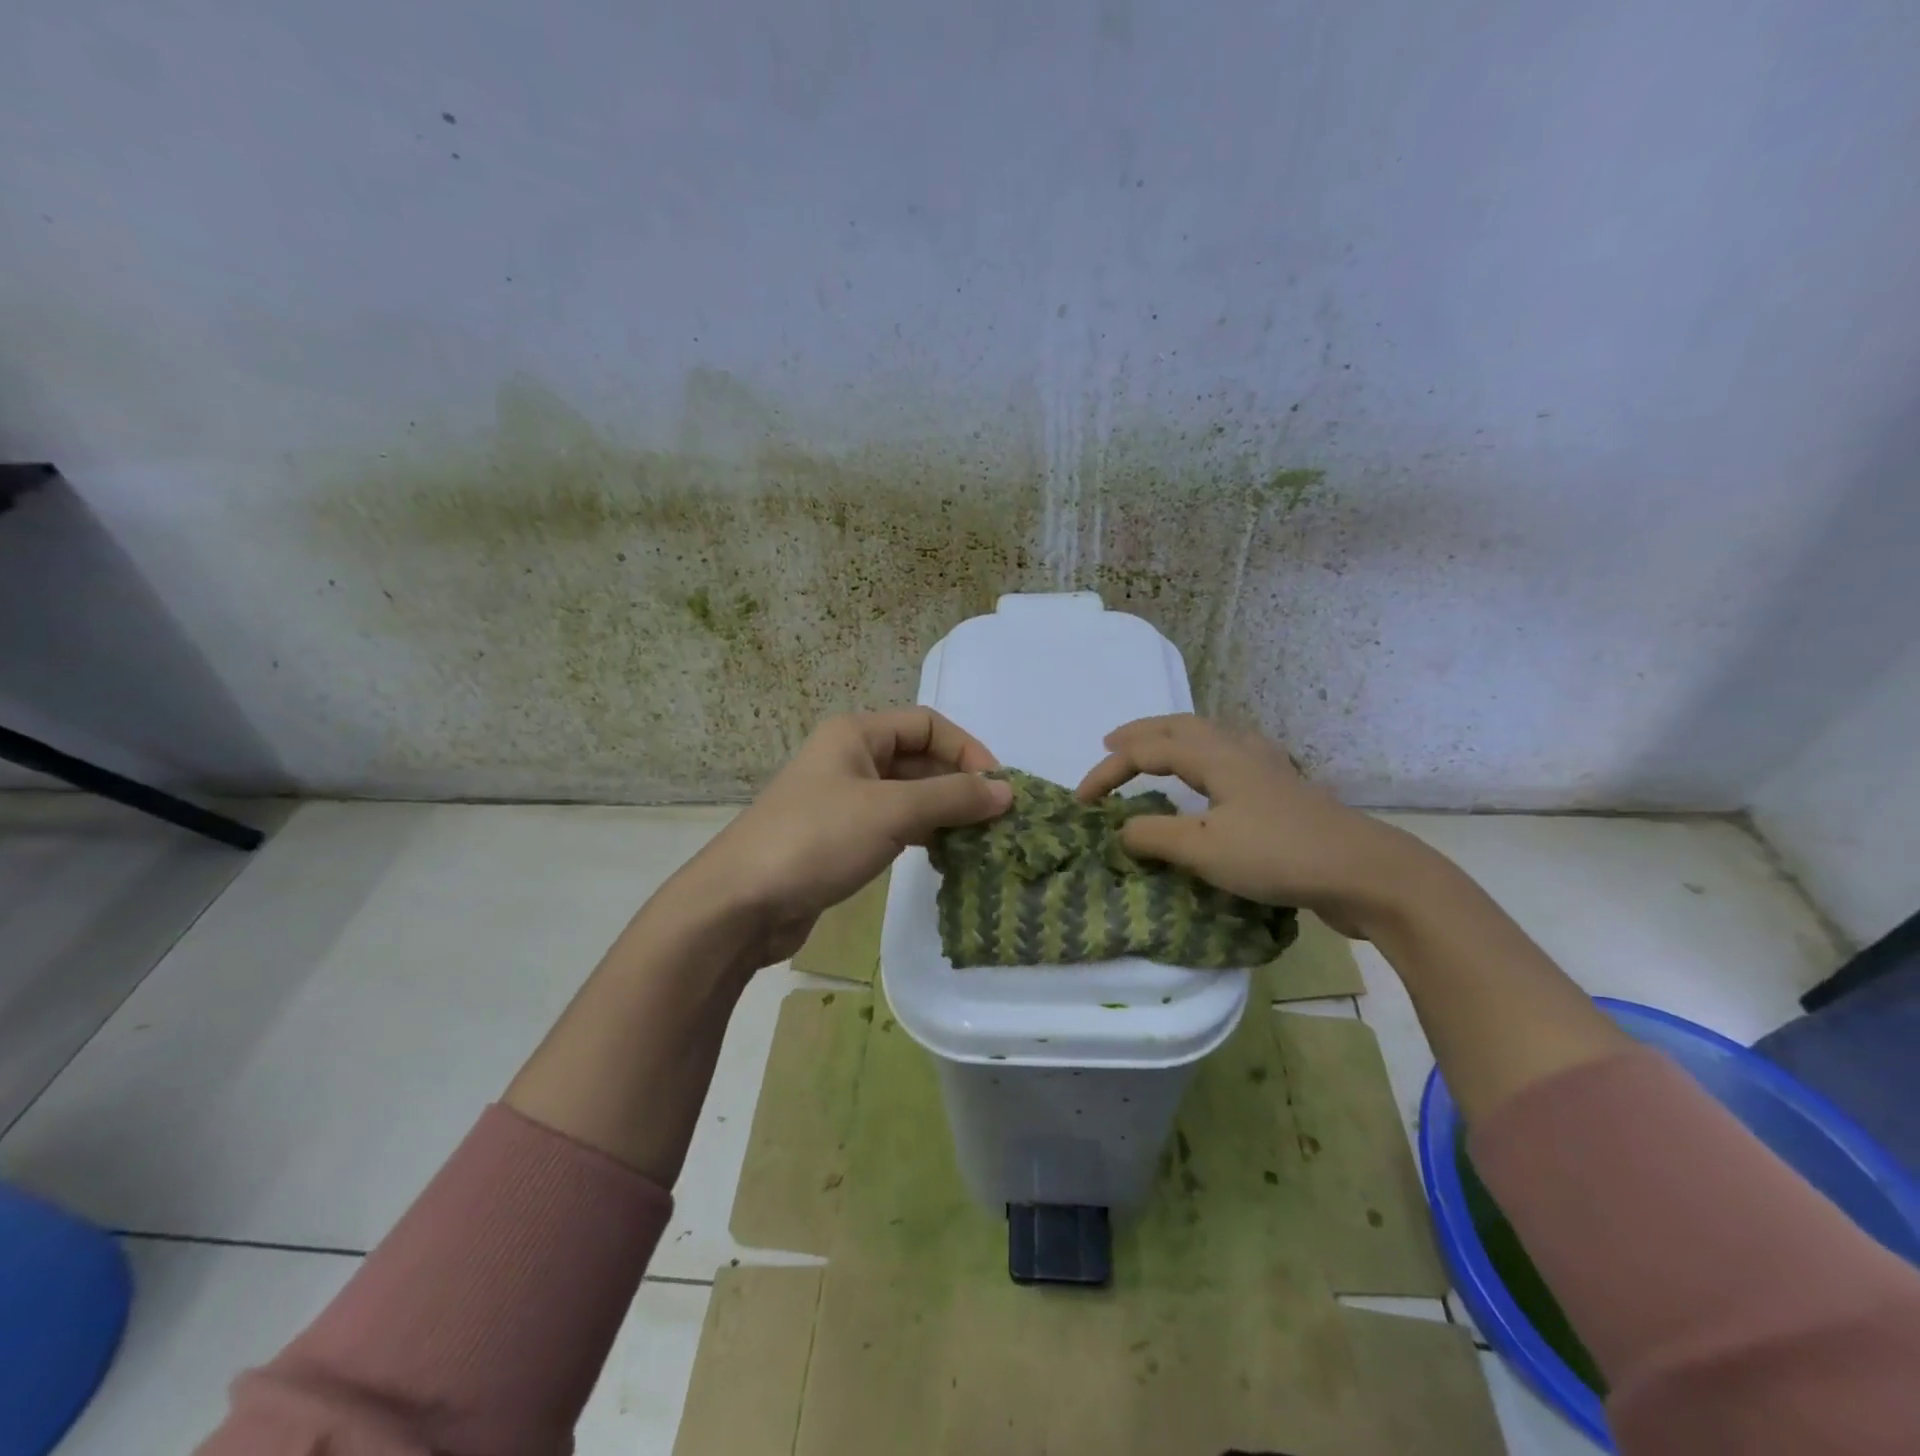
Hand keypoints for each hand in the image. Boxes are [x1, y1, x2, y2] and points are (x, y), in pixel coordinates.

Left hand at [672, 708, 1012, 968]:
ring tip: (980, 842)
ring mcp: (843, 801)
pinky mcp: (840, 839)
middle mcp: (850, 759)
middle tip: (997, 822)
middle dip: (959, 785)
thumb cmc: (817, 840)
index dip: (967, 750)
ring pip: (908, 796)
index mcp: (856, 734)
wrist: (741, 903)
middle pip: (919, 760)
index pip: (927, 725)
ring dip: (944, 813)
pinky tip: (946, 858)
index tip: (998, 788)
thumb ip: (952, 798)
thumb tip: (1007, 791)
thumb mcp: (891, 811)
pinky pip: (893, 826)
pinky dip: (922, 836)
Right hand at [1075, 714, 1428, 937]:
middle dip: (1140, 733)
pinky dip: (1207, 754)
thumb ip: (1154, 837)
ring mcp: (1267, 768)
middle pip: (1180, 726)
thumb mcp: (1204, 850)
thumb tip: (1120, 830)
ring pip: (1210, 736)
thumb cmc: (1278, 855)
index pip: (1146, 751)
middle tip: (1109, 743)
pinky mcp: (1284, 790)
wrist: (1365, 873)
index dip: (1107, 772)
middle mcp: (1239, 750)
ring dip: (1173, 737)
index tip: (1079, 802)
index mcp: (1215, 756)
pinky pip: (1232, 755)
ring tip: (1156, 749)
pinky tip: (1217, 772)